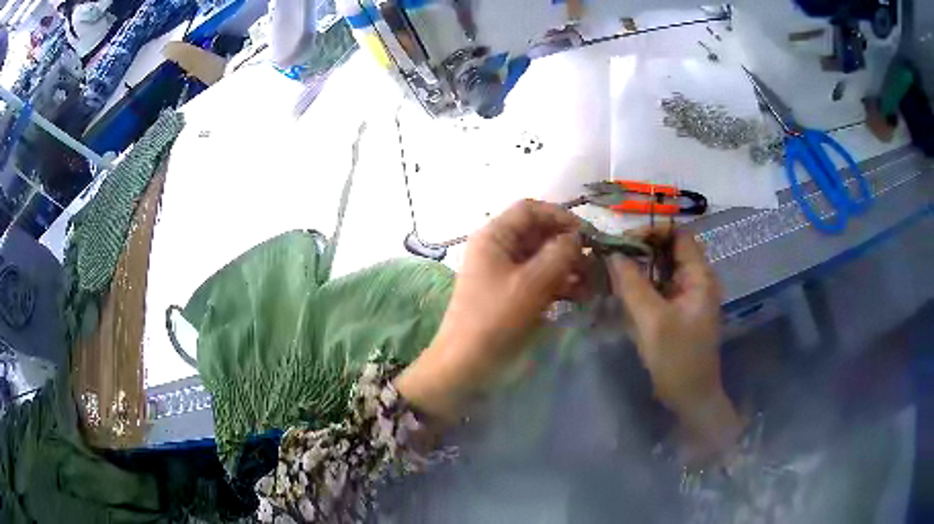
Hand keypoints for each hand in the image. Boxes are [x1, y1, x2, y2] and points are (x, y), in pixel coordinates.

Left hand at [396, 200, 585, 419]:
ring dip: (569, 267)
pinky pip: (541, 278)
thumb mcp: (531, 283)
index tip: (588, 235)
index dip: (561, 217)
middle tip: (595, 264)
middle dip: (569, 246)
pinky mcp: (513, 293)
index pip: (531, 210)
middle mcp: (499, 248)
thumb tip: (578, 238)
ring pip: (543, 257)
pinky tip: (580, 296)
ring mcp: (505, 271)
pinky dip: (561, 284)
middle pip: (540, 234)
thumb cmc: (496, 318)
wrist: (467, 364)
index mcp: (495, 236)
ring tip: (593, 284)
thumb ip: (560, 254)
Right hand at [607, 228, 741, 461]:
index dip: (652, 231)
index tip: (623, 241)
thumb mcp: (653, 321)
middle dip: (640, 248)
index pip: (678, 235)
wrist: (691, 398)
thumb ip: (633, 285)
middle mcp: (695, 280)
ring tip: (610, 271)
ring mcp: (686, 296)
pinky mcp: (676, 311)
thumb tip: (613, 254)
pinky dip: (640, 285)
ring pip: (660, 269)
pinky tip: (620, 291)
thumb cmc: (678, 360)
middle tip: (610, 256)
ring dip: (638, 267)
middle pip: (668, 250)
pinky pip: (657, 288)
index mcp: (699, 277)